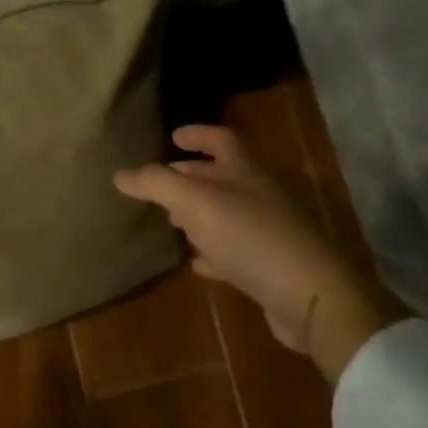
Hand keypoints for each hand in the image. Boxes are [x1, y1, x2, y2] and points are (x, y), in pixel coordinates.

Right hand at [114, 126, 395, 383]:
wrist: (307, 294)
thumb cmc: (248, 235)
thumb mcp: (194, 202)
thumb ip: (155, 184)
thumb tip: (120, 174)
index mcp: (244, 171)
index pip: (221, 139)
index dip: (197, 134)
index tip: (173, 137)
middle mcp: (258, 195)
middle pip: (222, 176)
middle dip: (192, 176)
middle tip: (162, 182)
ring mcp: (266, 231)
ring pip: (226, 214)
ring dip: (200, 215)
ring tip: (172, 221)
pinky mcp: (268, 267)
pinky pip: (234, 252)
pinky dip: (213, 252)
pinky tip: (197, 263)